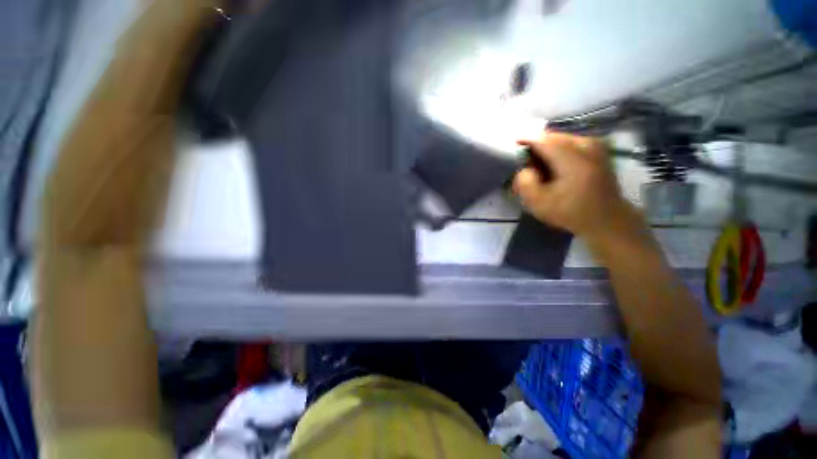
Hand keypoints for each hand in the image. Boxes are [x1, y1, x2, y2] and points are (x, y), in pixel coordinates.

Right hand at [513, 132, 635, 239]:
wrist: (606, 219)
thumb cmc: (570, 212)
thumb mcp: (538, 203)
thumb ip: (525, 183)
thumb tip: (525, 168)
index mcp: (572, 159)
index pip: (542, 140)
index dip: (524, 140)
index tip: (511, 145)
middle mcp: (586, 146)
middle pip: (552, 136)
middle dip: (535, 144)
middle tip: (523, 159)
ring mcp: (595, 146)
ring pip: (562, 138)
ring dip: (546, 146)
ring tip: (536, 162)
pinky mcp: (598, 150)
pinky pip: (572, 141)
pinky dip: (558, 148)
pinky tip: (553, 162)